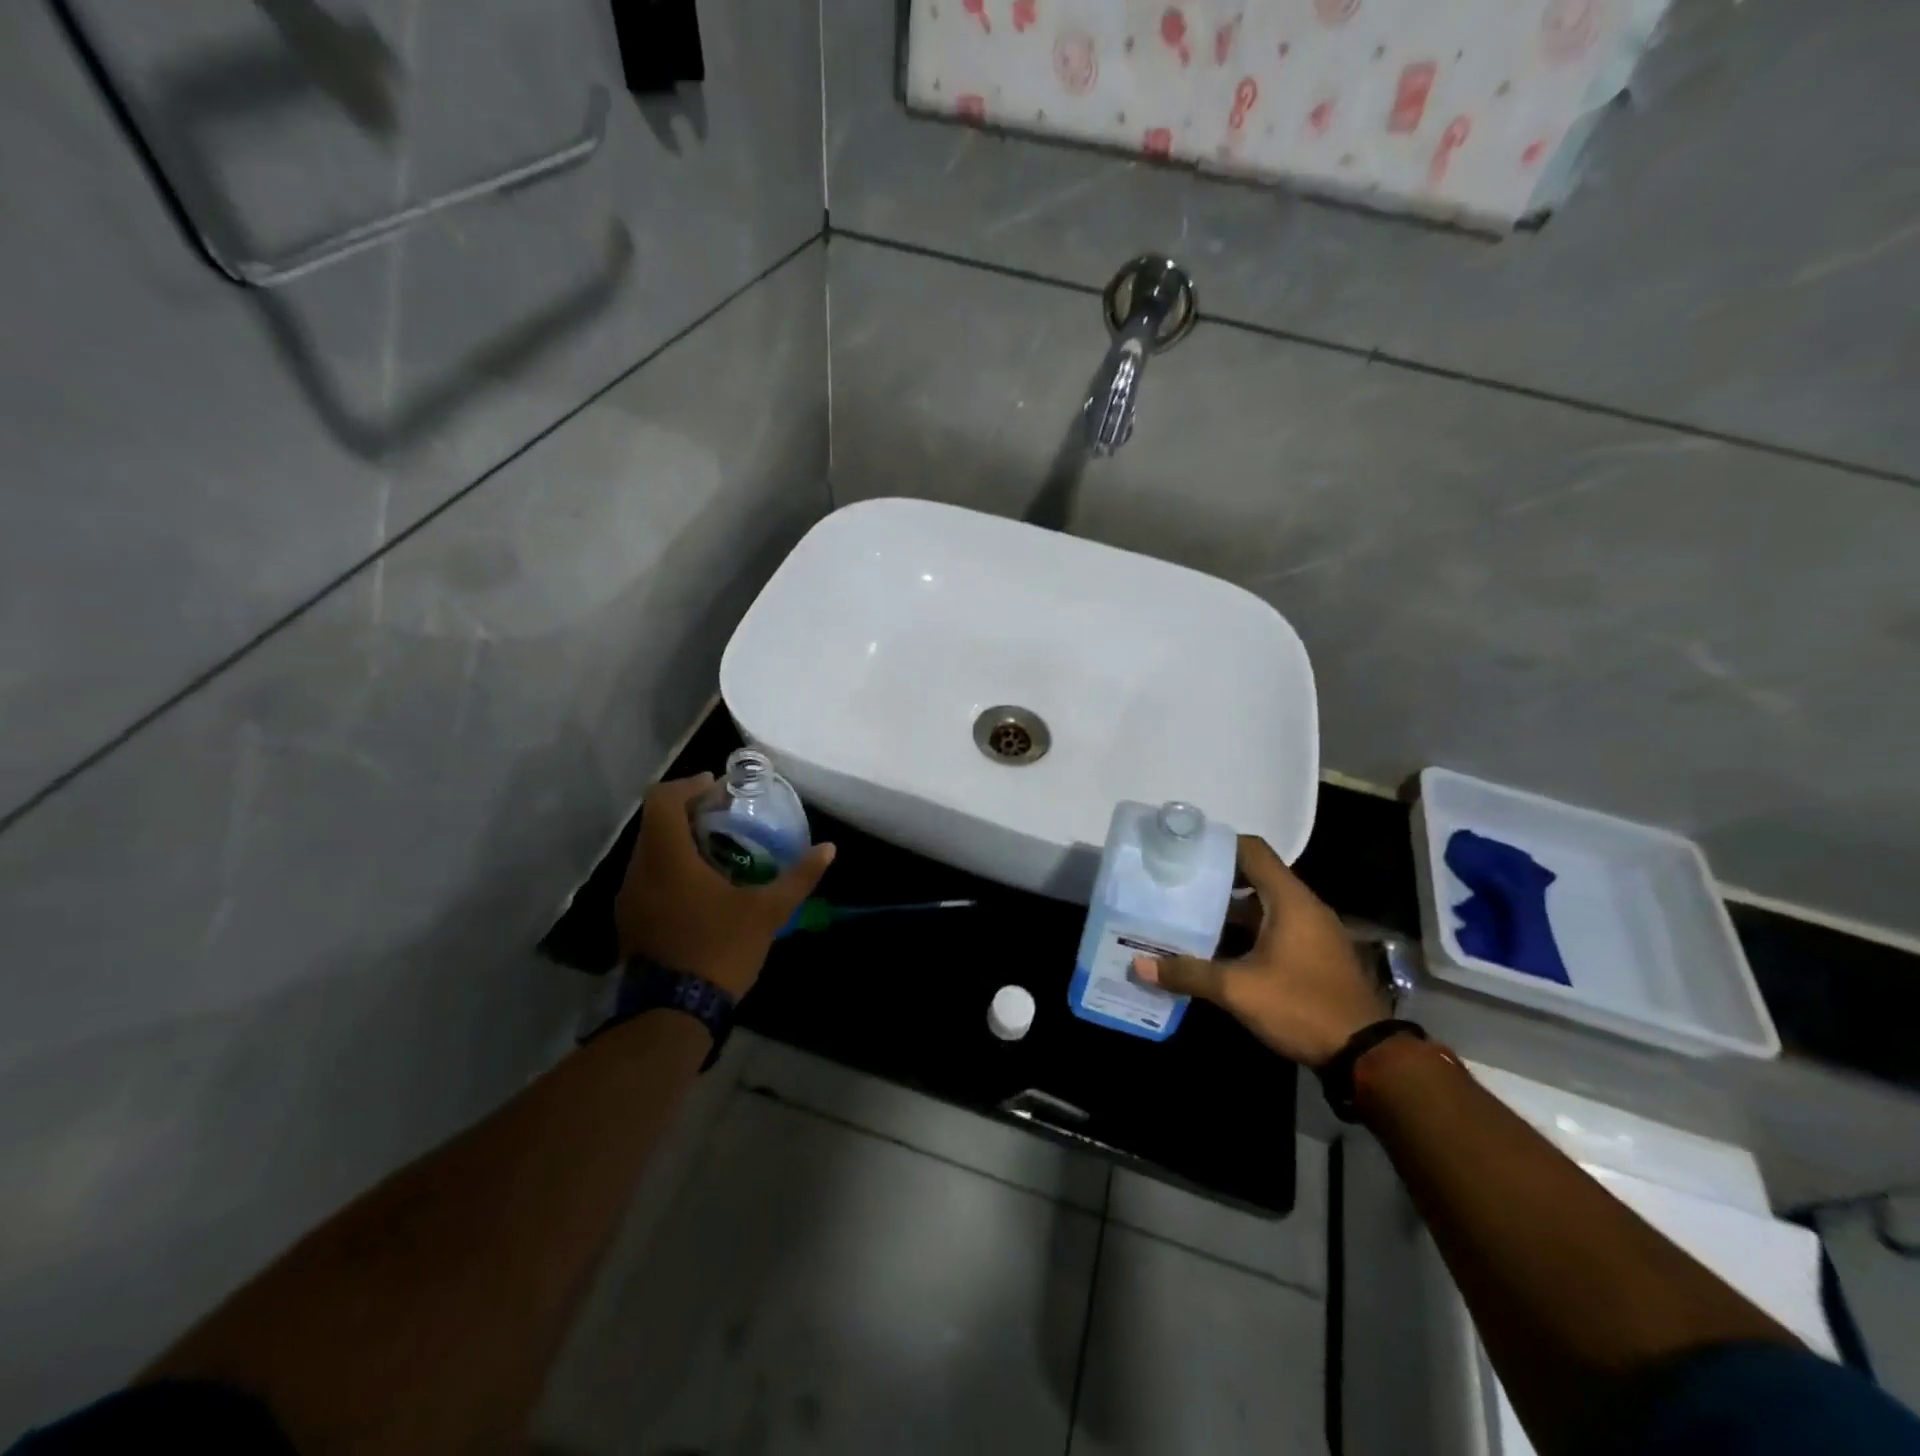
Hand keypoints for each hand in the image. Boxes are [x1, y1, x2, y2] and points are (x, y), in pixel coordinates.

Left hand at [614, 773, 836, 999]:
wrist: (673, 1014)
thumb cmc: (720, 950)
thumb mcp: (767, 912)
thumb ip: (798, 877)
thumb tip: (829, 848)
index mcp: (667, 858)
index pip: (663, 799)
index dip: (689, 785)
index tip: (718, 788)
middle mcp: (640, 870)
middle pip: (654, 822)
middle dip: (687, 812)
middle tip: (724, 816)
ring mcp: (629, 898)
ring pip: (649, 851)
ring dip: (677, 841)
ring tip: (716, 849)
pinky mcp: (629, 921)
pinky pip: (647, 877)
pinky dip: (670, 868)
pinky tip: (700, 888)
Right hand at [1134, 835, 1388, 1068]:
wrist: (1365, 1054)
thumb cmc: (1301, 1006)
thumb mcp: (1238, 990)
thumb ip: (1188, 973)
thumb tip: (1139, 965)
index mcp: (1289, 900)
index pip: (1252, 850)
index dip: (1218, 844)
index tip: (1184, 850)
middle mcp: (1304, 906)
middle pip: (1255, 877)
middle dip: (1216, 880)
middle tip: (1176, 885)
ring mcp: (1313, 931)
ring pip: (1264, 906)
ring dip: (1229, 910)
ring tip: (1188, 915)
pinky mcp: (1315, 954)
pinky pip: (1275, 928)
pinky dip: (1247, 931)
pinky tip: (1218, 949)